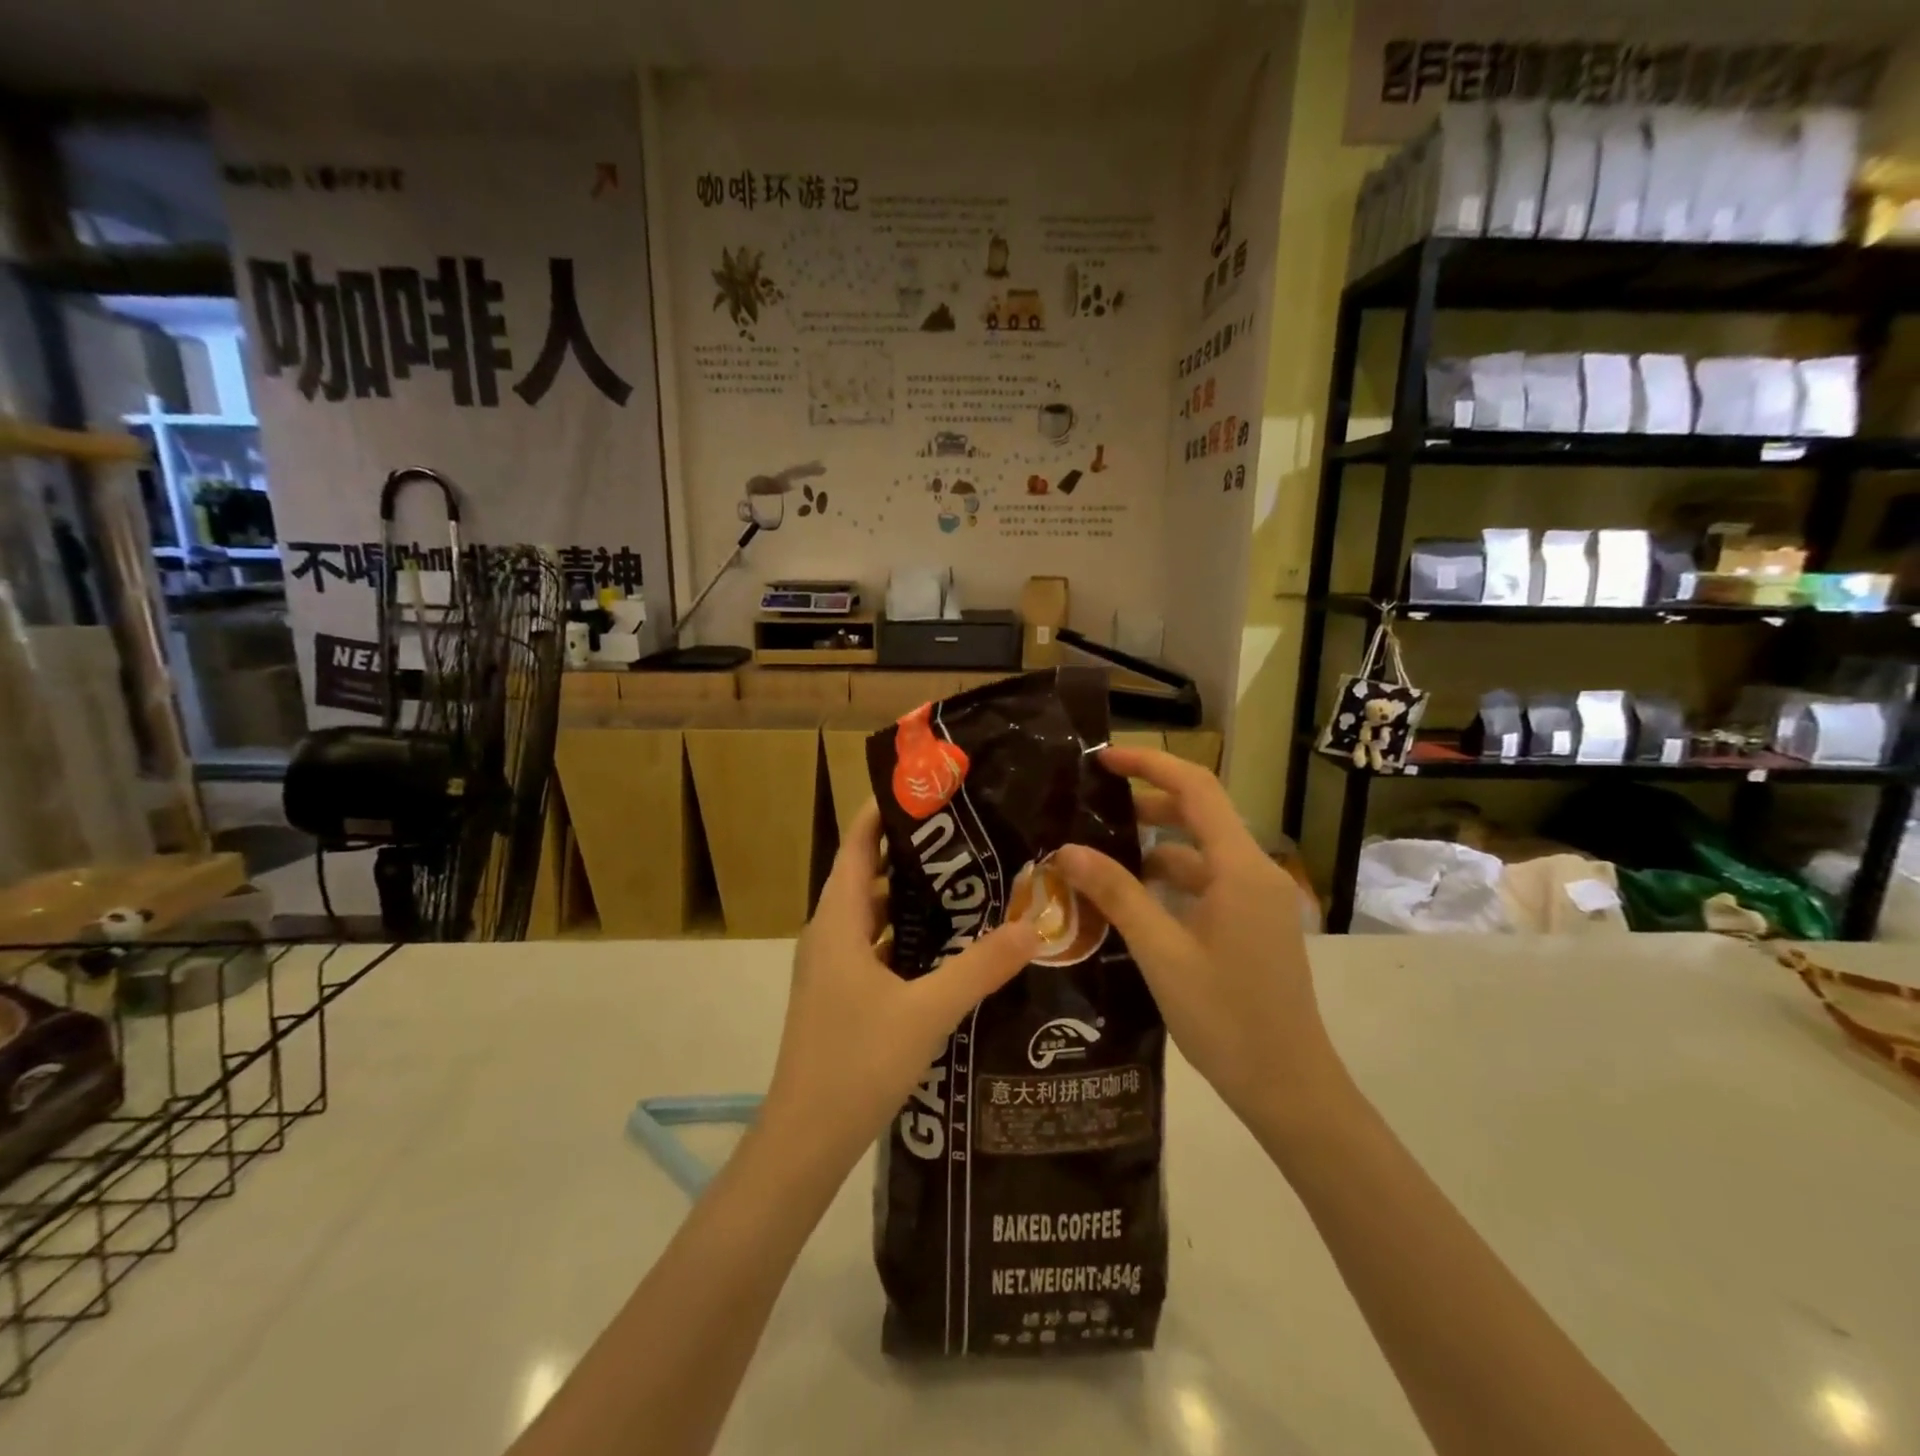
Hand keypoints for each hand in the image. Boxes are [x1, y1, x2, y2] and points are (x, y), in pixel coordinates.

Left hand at [761, 801, 1041, 1172]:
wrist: (805, 1140)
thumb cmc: (856, 1062)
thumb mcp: (927, 1012)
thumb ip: (980, 967)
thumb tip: (1033, 927)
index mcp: (838, 921)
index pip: (858, 845)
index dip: (885, 812)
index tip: (929, 790)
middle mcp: (831, 934)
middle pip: (869, 876)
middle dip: (913, 854)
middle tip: (967, 837)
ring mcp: (833, 968)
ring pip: (875, 916)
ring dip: (912, 899)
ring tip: (967, 884)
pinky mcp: (842, 996)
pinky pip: (877, 949)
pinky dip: (909, 939)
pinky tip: (949, 949)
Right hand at [1052, 748, 1346, 1130]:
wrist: (1289, 1088)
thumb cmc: (1226, 1018)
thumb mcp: (1161, 952)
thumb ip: (1116, 894)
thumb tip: (1067, 850)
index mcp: (1240, 868)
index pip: (1196, 788)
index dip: (1150, 764)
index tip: (1102, 760)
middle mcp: (1254, 872)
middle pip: (1199, 814)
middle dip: (1146, 803)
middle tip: (1091, 808)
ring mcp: (1257, 900)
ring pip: (1200, 852)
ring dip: (1154, 846)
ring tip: (1101, 855)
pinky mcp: (1253, 924)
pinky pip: (1208, 883)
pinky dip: (1171, 880)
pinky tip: (1133, 900)